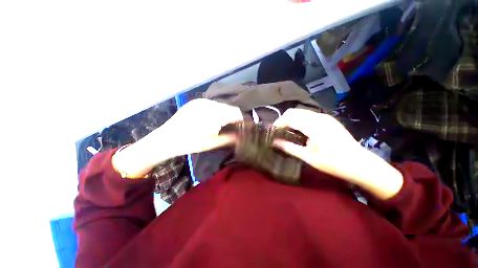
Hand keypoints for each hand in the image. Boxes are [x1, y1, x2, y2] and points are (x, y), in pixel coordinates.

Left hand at [157, 98, 242, 155]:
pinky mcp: (196, 102)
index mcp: (215, 113)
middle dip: (234, 117)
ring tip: (223, 124)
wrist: (167, 138)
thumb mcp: (213, 143)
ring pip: (221, 106)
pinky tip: (213, 119)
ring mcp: (202, 101)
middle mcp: (210, 103)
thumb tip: (242, 136)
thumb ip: (230, 138)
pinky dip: (217, 111)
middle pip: (230, 108)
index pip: (236, 113)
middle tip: (233, 127)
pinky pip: (212, 105)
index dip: (242, 120)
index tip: (243, 128)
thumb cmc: (191, 143)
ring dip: (225, 114)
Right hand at [273, 109, 402, 198]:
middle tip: (279, 132)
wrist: (360, 164)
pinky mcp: (328, 119)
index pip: (289, 117)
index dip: (278, 123)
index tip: (273, 132)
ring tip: (288, 131)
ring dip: (292, 119)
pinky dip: (300, 120)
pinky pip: (309, 115)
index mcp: (313, 126)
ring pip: (301, 112)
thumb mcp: (308, 157)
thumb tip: (274, 142)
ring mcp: (324, 117)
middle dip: (283, 120)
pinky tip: (301, 131)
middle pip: (294, 111)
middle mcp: (318, 117)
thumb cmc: (333, 163)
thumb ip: (289, 147)